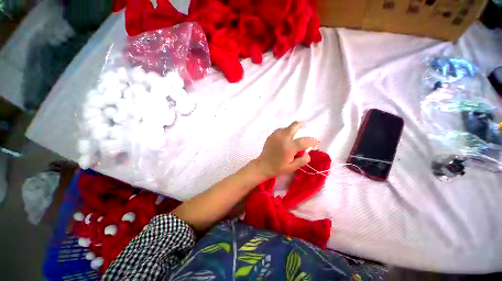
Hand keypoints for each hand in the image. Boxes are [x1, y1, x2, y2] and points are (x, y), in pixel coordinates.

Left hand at [253, 121, 317, 179]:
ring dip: (292, 129)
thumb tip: (308, 153)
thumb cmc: (278, 168)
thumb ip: (303, 160)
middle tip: (304, 128)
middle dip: (301, 125)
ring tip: (293, 135)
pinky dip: (285, 132)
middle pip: (294, 125)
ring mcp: (276, 135)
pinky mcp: (271, 136)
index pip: (304, 140)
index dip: (312, 140)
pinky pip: (280, 130)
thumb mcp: (293, 167)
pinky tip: (285, 138)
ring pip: (287, 127)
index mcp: (289, 147)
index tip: (315, 141)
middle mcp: (283, 138)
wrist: (263, 166)